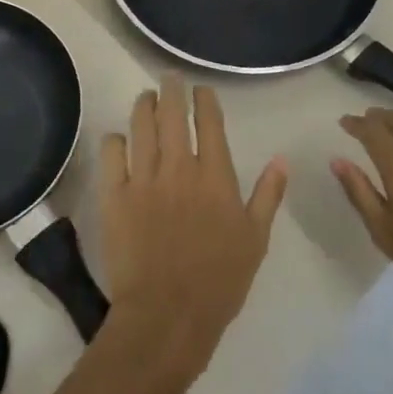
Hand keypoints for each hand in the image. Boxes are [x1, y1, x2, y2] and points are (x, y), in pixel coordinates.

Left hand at [99, 75, 287, 389]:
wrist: (167, 314)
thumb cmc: (220, 281)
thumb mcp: (256, 239)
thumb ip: (268, 195)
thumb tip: (281, 159)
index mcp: (215, 176)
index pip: (209, 123)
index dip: (204, 100)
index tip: (201, 89)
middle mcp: (178, 168)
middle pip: (171, 114)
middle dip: (171, 90)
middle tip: (169, 78)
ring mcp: (143, 179)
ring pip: (140, 126)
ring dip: (143, 105)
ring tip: (145, 97)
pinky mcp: (114, 196)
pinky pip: (111, 155)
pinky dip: (115, 141)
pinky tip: (119, 139)